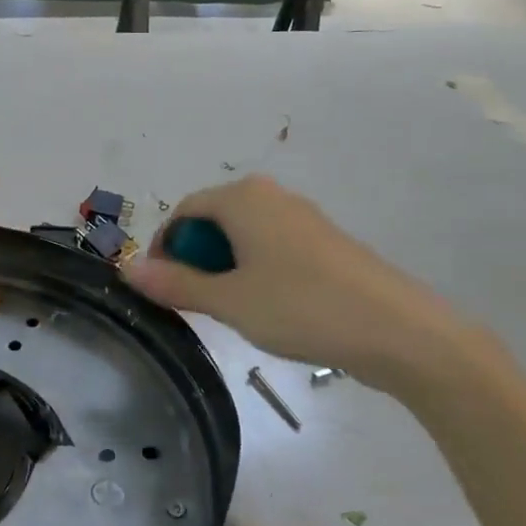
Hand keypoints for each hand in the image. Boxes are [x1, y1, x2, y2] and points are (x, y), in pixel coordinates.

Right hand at [123, 175, 494, 399]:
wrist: (398, 329)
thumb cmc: (302, 307)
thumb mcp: (229, 301)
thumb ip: (175, 284)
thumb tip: (127, 269)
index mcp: (243, 198)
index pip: (184, 210)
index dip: (164, 247)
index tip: (161, 287)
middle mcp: (271, 195)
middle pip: (214, 219)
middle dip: (195, 258)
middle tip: (195, 303)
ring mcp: (302, 217)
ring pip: (244, 235)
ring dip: (225, 267)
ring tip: (231, 310)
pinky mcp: (325, 242)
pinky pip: (272, 246)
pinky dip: (256, 269)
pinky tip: (270, 308)